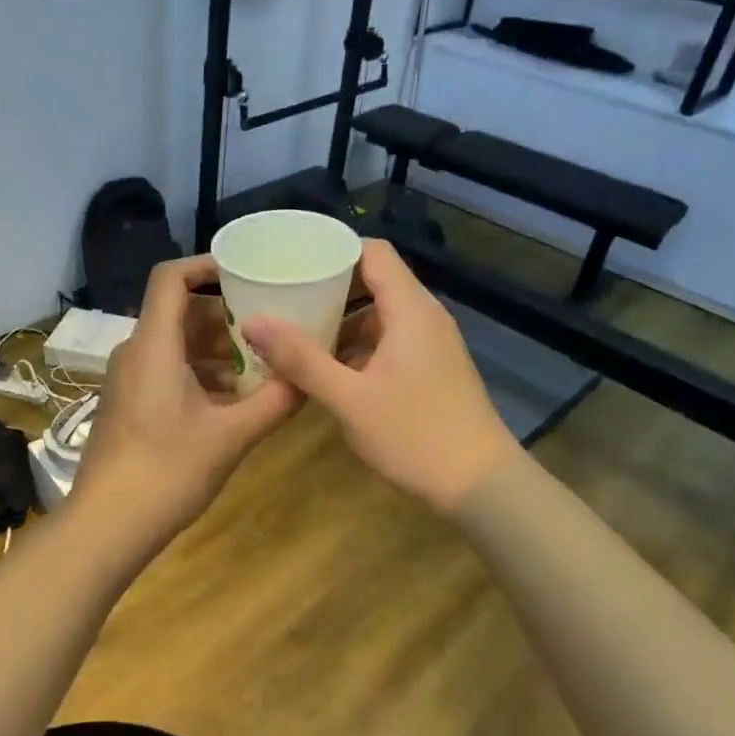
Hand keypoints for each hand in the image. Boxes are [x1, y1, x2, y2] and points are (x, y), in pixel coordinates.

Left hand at [72, 256, 301, 541]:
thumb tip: (310, 377)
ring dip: (216, 349)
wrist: (107, 523)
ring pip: (175, 344)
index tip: (247, 273)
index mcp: (154, 345)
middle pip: (179, 311)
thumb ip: (275, 402)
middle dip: (226, 315)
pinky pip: (166, 370)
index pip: (170, 277)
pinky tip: (232, 399)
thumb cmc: (167, 471)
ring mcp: (128, 379)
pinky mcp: (128, 404)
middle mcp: (135, 352)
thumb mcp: (231, 437)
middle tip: (270, 327)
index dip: (207, 265)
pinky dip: (199, 373)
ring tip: (260, 366)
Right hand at [242, 239, 519, 512]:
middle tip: (282, 298)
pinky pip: (388, 342)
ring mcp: (431, 345)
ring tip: (295, 334)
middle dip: (327, 289)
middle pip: (373, 281)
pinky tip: (327, 371)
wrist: (481, 485)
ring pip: (379, 316)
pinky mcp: (431, 370)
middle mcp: (424, 317)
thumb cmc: (416, 435)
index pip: (372, 252)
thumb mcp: (350, 399)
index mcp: (410, 310)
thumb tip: (253, 321)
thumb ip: (301, 359)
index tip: (291, 261)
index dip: (332, 250)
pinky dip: (357, 347)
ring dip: (340, 322)